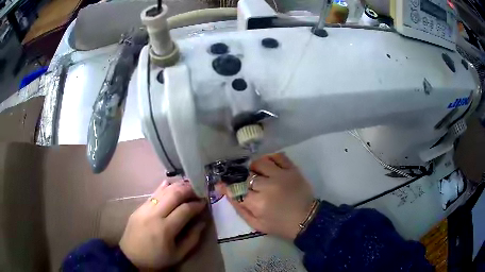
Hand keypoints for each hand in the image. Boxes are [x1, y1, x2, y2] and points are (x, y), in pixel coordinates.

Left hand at [119, 181, 206, 269]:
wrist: (131, 257)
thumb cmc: (157, 258)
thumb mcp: (178, 255)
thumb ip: (193, 238)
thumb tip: (202, 222)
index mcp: (165, 229)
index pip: (184, 209)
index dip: (196, 204)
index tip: (204, 202)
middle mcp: (154, 215)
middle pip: (173, 195)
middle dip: (188, 189)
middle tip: (197, 190)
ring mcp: (144, 209)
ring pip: (162, 191)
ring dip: (176, 186)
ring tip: (187, 186)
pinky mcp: (138, 208)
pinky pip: (152, 194)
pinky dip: (163, 188)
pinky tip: (170, 184)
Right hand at [219, 153, 314, 240]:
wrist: (306, 219)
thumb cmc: (279, 225)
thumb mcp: (256, 224)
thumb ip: (239, 208)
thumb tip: (226, 192)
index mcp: (258, 203)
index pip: (236, 189)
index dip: (228, 186)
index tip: (223, 184)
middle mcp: (268, 186)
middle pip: (247, 176)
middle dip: (244, 180)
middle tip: (248, 185)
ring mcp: (282, 175)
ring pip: (260, 162)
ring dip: (255, 167)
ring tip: (258, 173)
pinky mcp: (293, 170)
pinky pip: (278, 156)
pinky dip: (271, 158)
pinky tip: (269, 165)